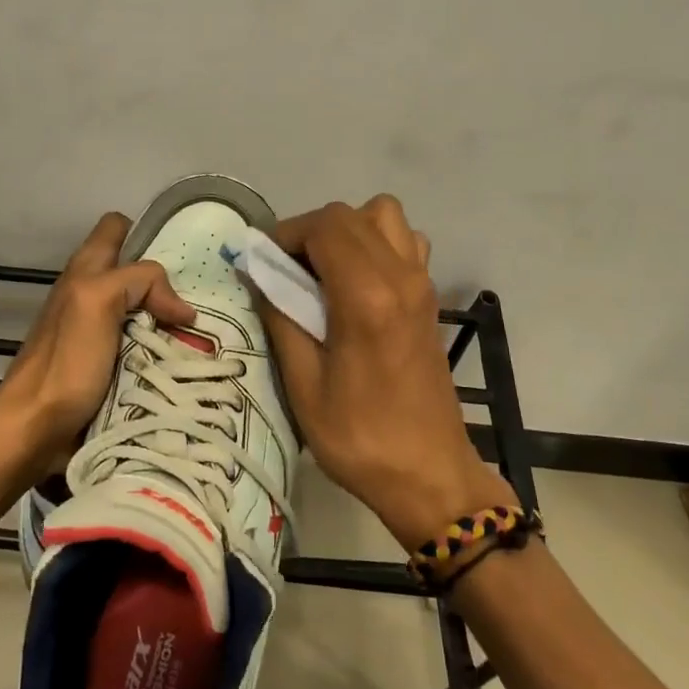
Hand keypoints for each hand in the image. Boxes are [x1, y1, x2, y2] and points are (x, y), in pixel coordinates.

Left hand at [0, 212, 196, 479]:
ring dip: (169, 321)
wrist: (34, 428)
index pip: (118, 227)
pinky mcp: (106, 364)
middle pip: (137, 272)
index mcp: (86, 269)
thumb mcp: (98, 300)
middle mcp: (92, 292)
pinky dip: (163, 350)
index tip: (179, 255)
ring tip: (201, 335)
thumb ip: (138, 281)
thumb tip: (182, 309)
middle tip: (200, 300)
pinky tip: (183, 362)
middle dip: (168, 282)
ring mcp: (99, 330)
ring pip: (144, 310)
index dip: (146, 232)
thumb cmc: (65, 361)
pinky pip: (143, 345)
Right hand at [262, 196, 513, 547]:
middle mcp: (400, 277)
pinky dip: (377, 243)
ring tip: (325, 270)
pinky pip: (405, 241)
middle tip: (285, 269)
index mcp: (366, 298)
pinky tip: (359, 282)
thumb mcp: (304, 385)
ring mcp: (421, 283)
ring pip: (383, 216)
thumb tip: (258, 274)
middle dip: (309, 231)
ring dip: (347, 229)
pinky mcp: (429, 297)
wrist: (429, 474)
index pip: (324, 227)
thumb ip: (281, 318)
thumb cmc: (359, 437)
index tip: (263, 261)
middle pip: (349, 214)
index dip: (287, 233)